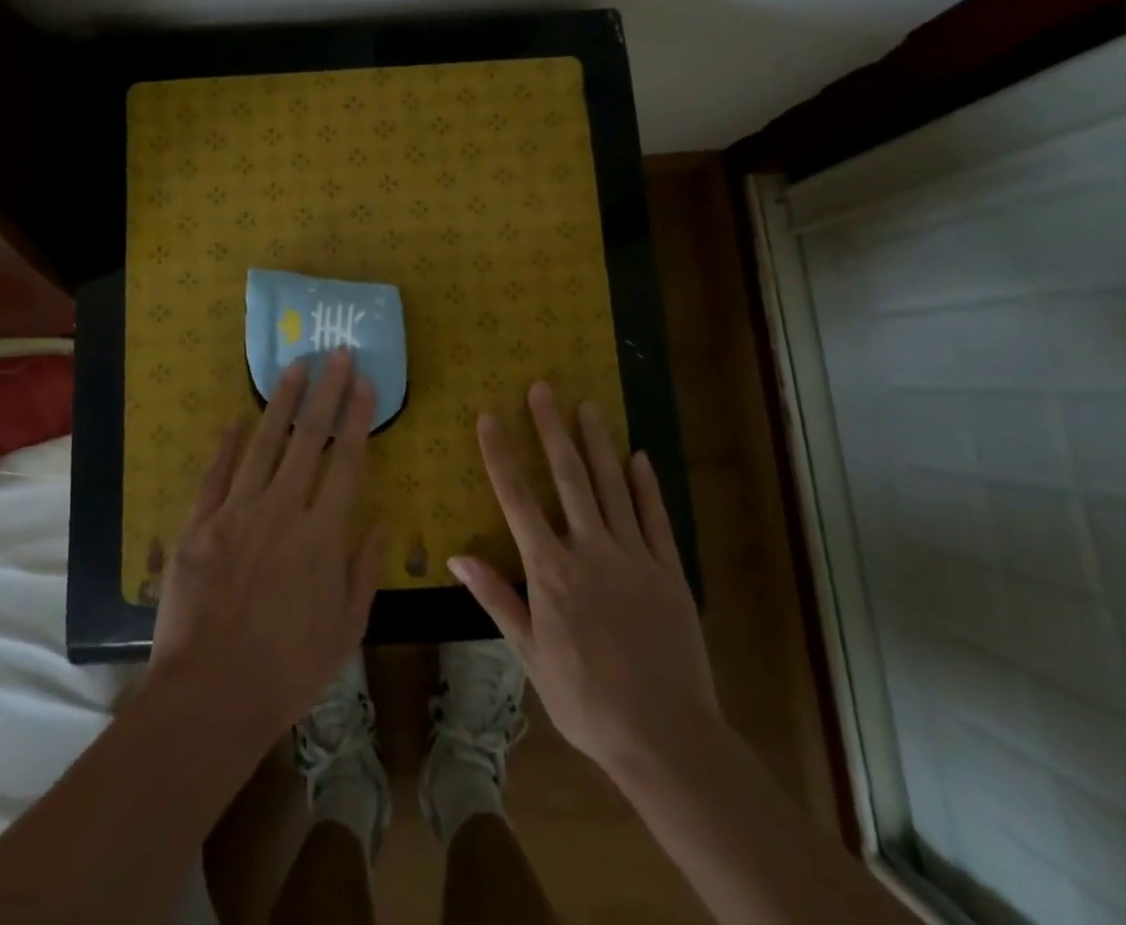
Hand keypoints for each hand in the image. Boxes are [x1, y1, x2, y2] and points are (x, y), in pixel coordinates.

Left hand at [147, 349, 387, 748]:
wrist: (209, 696)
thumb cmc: (288, 670)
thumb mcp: (346, 630)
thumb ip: (365, 569)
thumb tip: (382, 520)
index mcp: (322, 535)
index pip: (347, 461)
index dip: (357, 418)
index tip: (365, 382)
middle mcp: (282, 510)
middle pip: (309, 439)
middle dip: (326, 392)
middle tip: (336, 354)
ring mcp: (236, 513)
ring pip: (264, 444)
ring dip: (281, 403)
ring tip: (294, 368)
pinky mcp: (199, 525)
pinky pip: (216, 474)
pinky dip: (227, 445)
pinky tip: (236, 420)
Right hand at [449, 383, 716, 779]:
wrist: (665, 737)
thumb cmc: (586, 700)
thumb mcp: (530, 655)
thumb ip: (497, 599)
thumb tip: (456, 557)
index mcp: (550, 571)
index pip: (517, 499)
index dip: (501, 454)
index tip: (489, 417)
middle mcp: (590, 550)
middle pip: (568, 477)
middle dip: (551, 428)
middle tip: (543, 387)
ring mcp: (634, 556)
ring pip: (612, 485)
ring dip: (598, 442)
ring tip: (588, 405)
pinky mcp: (670, 570)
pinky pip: (656, 517)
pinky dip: (646, 485)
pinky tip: (639, 457)